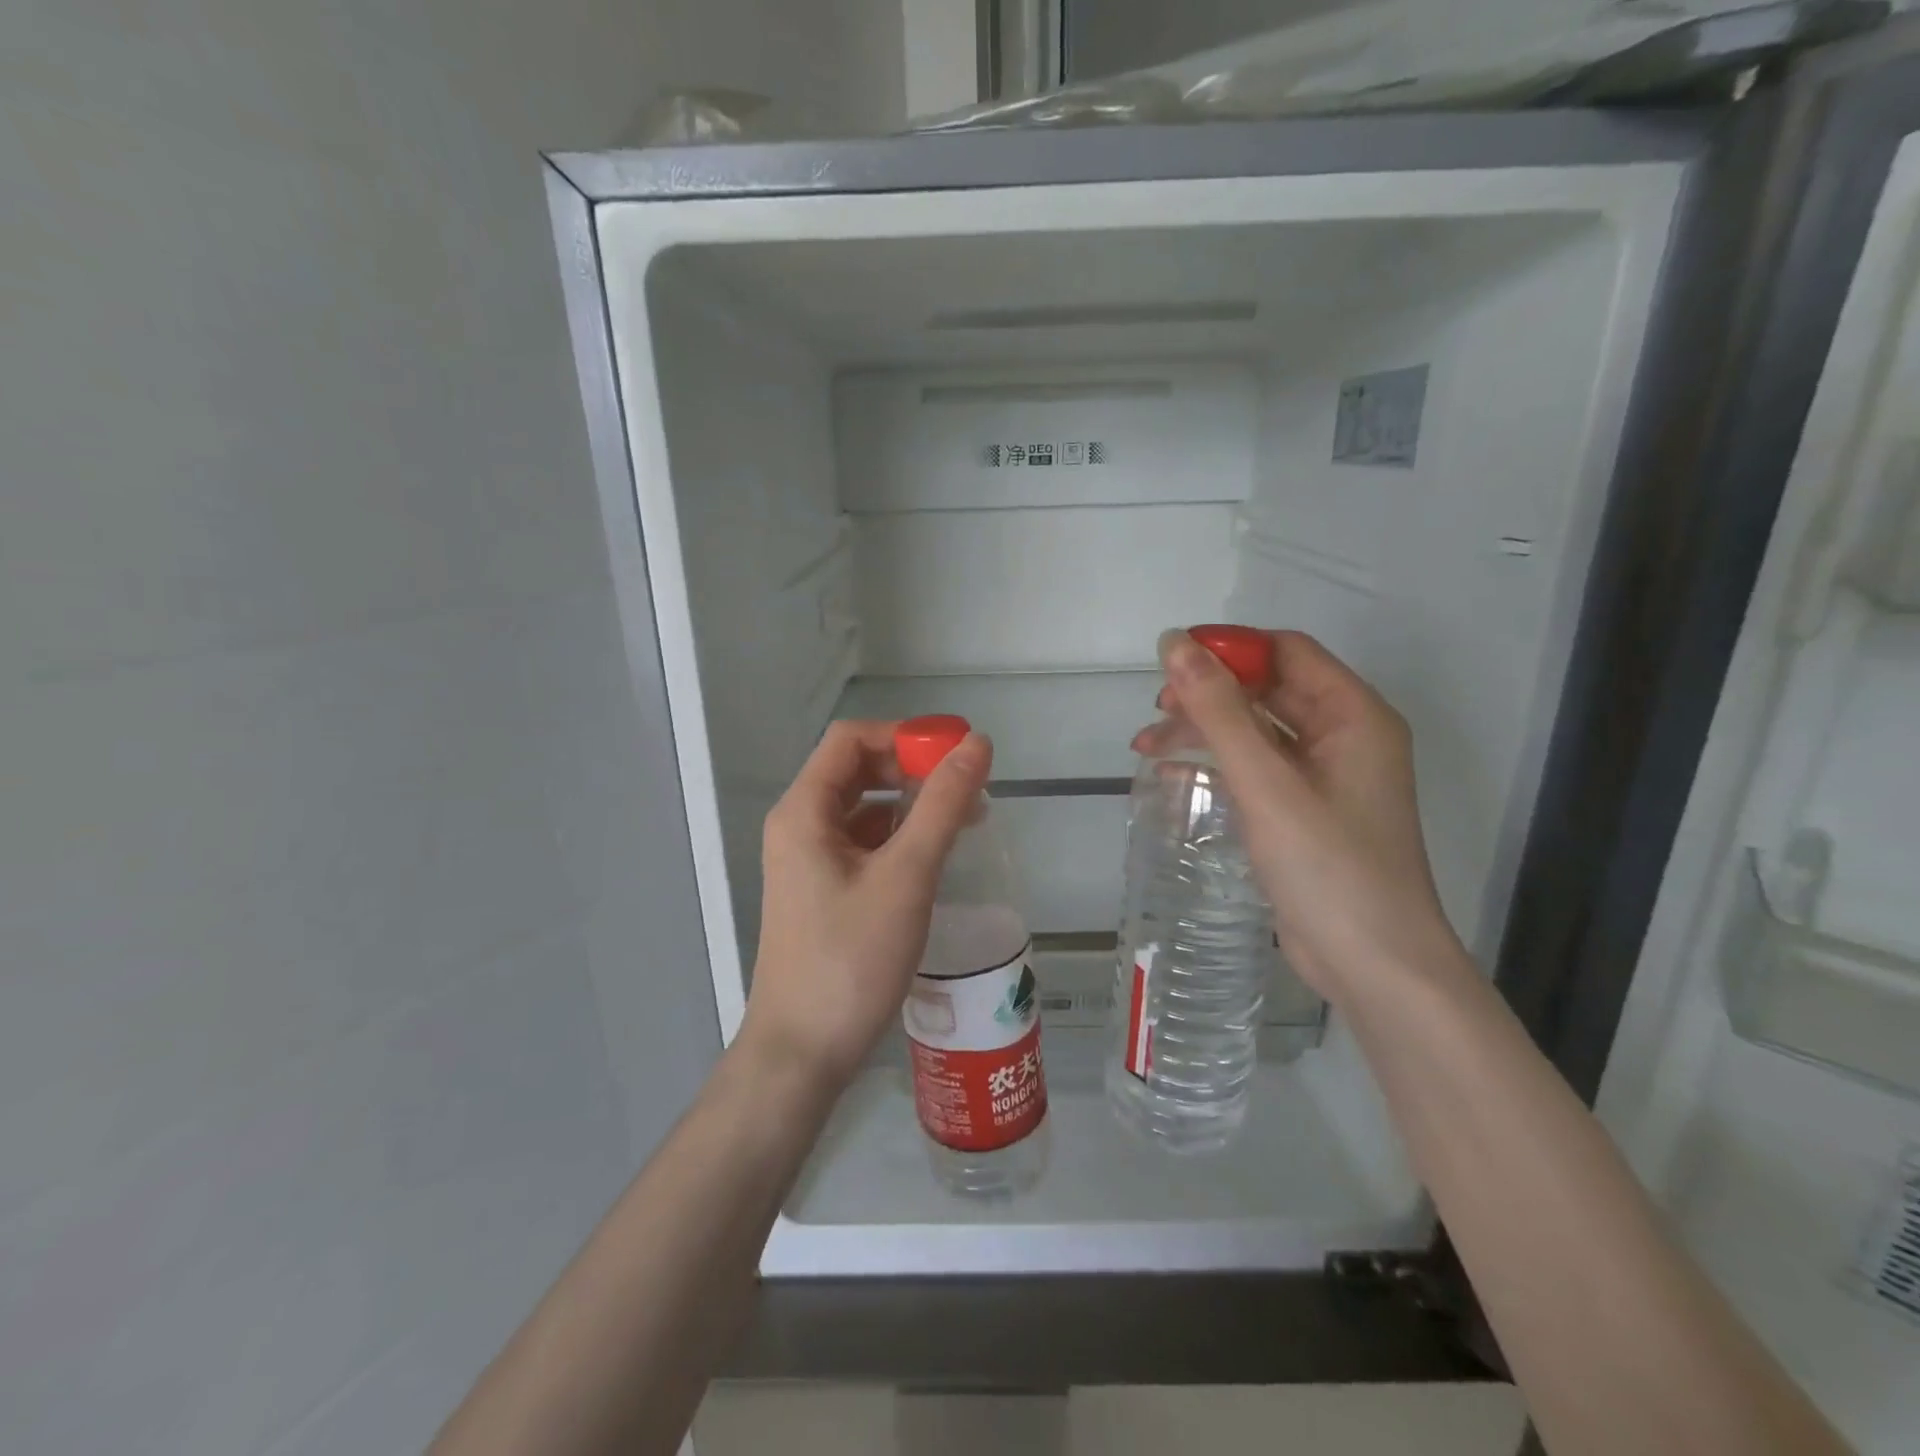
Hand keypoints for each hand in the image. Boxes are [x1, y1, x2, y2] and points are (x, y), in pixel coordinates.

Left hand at [738, 720, 992, 1089]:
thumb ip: (942, 805)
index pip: (851, 739)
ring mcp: (808, 861)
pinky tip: (934, 857)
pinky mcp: (823, 891)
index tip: (957, 752)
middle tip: (968, 788)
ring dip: (910, 805)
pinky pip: (864, 844)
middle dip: (912, 769)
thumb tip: (976, 744)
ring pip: (863, 809)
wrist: (803, 1052)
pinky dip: (900, 838)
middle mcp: (799, 826)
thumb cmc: (851, 959)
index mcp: (804, 810)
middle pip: (856, 770)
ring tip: (964, 820)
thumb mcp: (906, 875)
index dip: (904, 735)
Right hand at [1140, 629, 1459, 1000]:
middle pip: (1267, 691)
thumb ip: (1218, 711)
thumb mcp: (1266, 783)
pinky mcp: (1304, 813)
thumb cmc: (1328, 867)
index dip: (1228, 648)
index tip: (1171, 663)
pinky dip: (1216, 767)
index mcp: (1353, 715)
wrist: (1374, 966)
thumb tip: (1175, 642)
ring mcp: (1325, 778)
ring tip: (1146, 748)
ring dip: (1204, 732)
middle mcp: (1343, 737)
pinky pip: (1255, 771)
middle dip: (1208, 695)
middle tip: (1156, 712)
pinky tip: (1172, 778)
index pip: (1285, 652)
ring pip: (1255, 732)